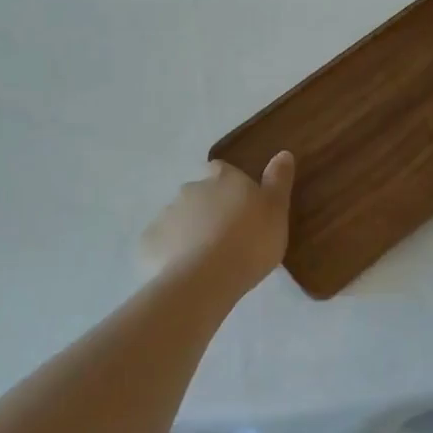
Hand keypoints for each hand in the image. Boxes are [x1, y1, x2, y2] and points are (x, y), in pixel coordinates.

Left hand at [140, 153, 295, 290]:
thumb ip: (278, 180)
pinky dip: (171, 252)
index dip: (229, 184)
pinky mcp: (150, 242)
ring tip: (207, 259)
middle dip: (208, 209)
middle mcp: (191, 188)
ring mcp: (167, 214)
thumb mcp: (277, 210)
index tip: (239, 204)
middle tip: (226, 236)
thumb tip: (283, 153)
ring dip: (190, 230)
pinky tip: (184, 272)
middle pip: (199, 194)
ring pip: (179, 218)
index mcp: (222, 178)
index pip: (222, 170)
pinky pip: (162, 244)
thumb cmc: (250, 241)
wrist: (205, 279)